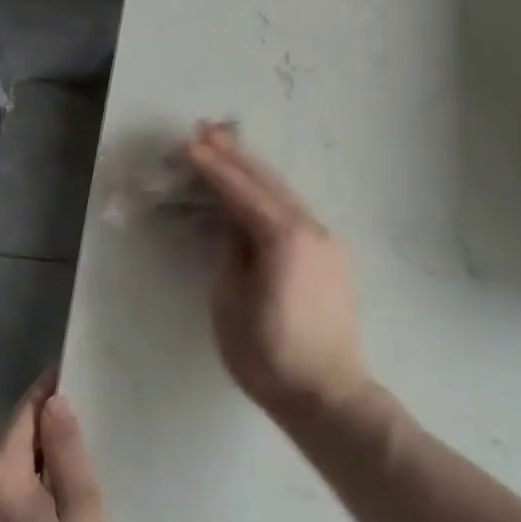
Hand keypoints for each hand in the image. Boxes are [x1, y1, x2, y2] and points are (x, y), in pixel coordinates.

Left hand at [0, 376, 111, 521]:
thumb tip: (54, 403)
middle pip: (6, 442)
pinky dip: (4, 496)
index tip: (69, 374)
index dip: (47, 391)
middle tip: (76, 438)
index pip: (23, 412)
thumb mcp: (81, 516)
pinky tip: (28, 519)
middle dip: (38, 434)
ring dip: (21, 467)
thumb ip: (67, 453)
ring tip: (56, 481)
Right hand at [184, 123, 372, 418]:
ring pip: (284, 193)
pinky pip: (295, 212)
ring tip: (227, 148)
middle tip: (207, 129)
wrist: (328, 393)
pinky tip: (257, 190)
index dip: (213, 167)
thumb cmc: (269, 356)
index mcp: (284, 238)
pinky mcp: (331, 254)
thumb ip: (232, 254)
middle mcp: (310, 227)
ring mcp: (326, 239)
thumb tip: (235, 227)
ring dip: (254, 171)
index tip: (189, 143)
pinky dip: (271, 195)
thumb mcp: (230, 304)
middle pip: (267, 181)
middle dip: (236, 155)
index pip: (241, 191)